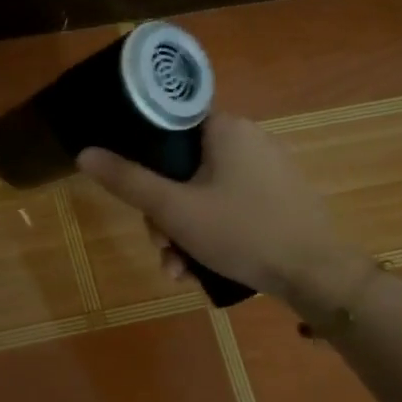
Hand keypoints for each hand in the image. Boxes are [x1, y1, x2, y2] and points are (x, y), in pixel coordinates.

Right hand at [77, 112, 355, 300]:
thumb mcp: (174, 209)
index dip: (143, 159)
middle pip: (182, 169)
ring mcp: (267, 171)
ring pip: (202, 194)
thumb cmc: (241, 231)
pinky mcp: (278, 199)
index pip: (169, 126)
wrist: (316, 275)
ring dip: (181, 233)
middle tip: (161, 247)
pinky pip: (228, 207)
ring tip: (178, 271)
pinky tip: (200, 270)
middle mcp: (249, 140)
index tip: (137, 195)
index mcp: (226, 128)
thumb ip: (127, 180)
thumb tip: (84, 153)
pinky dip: (209, 234)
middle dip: (163, 215)